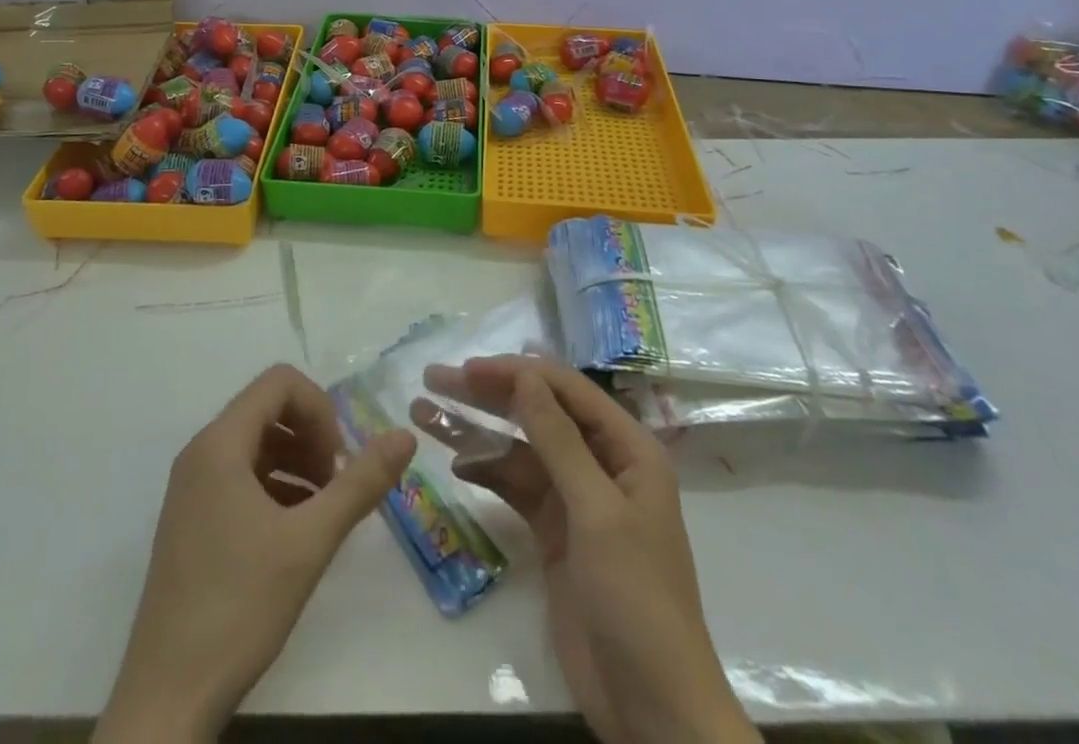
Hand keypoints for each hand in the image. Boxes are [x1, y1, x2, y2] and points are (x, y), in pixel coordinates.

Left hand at [97, 363, 415, 742]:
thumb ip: (360, 483)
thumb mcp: (310, 541)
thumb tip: (405, 435)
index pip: (278, 383)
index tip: (337, 459)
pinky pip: (240, 477)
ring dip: (296, 462)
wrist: (166, 699)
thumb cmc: (238, 607)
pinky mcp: (191, 520)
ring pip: (256, 444)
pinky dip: (275, 487)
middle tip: (334, 484)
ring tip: (321, 510)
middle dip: (310, 435)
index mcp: (220, 444)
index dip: (319, 408)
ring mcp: (191, 488)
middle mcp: (200, 454)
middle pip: (267, 409)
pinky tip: (295, 531)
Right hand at [414, 355, 757, 743]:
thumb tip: (525, 375)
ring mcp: (576, 499)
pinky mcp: (555, 533)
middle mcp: (602, 463)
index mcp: (627, 448)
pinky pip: (516, 487)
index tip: (467, 369)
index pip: (566, 390)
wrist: (652, 710)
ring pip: (521, 448)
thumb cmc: (636, 598)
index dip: (517, 373)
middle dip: (488, 394)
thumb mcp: (596, 512)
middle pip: (539, 413)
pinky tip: (456, 463)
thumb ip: (558, 440)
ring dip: (478, 431)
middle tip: (434, 379)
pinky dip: (487, 472)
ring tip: (426, 413)